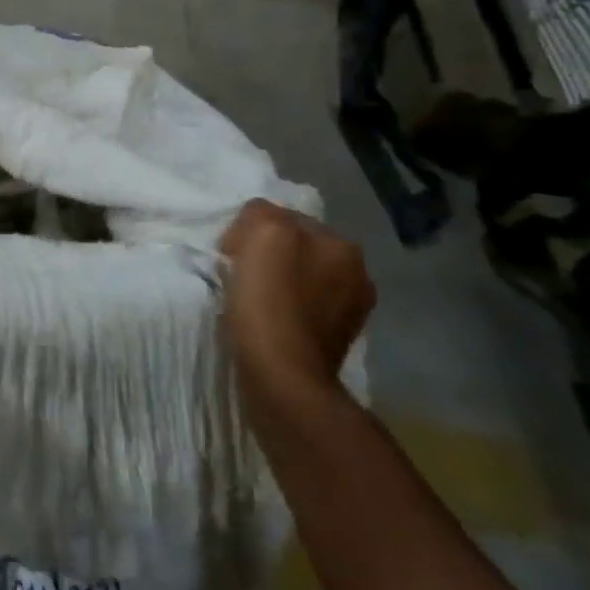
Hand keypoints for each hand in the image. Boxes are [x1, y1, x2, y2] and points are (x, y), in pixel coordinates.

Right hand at [219, 199, 374, 402]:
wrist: (282, 377)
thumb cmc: (270, 301)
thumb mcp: (263, 234)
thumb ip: (262, 213)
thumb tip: (256, 224)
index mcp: (343, 245)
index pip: (288, 219)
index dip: (254, 231)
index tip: (231, 253)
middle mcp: (358, 275)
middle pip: (298, 250)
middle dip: (271, 258)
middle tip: (240, 275)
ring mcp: (351, 313)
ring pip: (301, 281)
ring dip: (278, 286)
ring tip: (251, 301)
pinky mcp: (336, 343)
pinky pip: (302, 312)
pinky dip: (284, 313)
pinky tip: (266, 323)